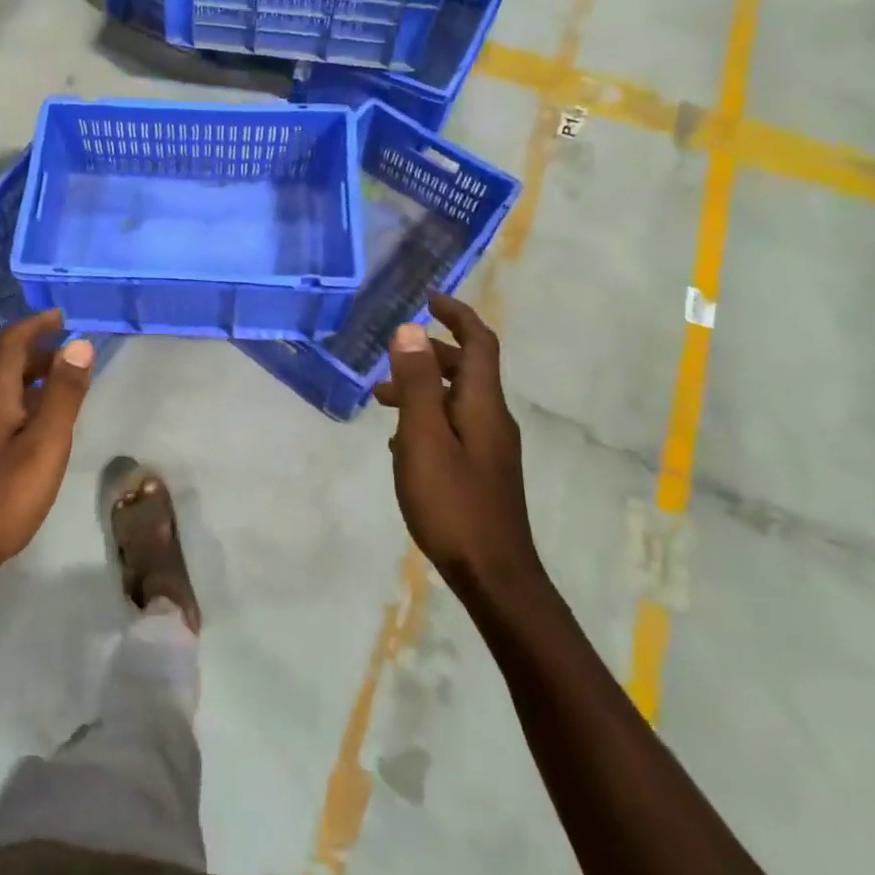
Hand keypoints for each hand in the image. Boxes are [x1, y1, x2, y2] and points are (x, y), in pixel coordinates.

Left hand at [0, 310, 94, 590]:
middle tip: (73, 354)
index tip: (62, 315)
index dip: (36, 324)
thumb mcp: (45, 445)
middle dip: (38, 352)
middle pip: (4, 364)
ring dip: (31, 378)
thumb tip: (79, 344)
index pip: (11, 342)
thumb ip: (64, 394)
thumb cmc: (2, 497)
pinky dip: (21, 402)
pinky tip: (37, 426)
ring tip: (63, 387)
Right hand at [374, 294, 542, 603]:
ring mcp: (488, 448)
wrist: (494, 576)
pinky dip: (426, 418)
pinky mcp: (480, 472)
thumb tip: (409, 329)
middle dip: (430, 354)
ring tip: (380, 399)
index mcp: (483, 404)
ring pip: (455, 400)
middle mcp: (492, 419)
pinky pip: (452, 427)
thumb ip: (416, 383)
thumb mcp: (423, 438)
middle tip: (390, 357)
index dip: (457, 315)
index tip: (428, 297)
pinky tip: (400, 440)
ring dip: (422, 388)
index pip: (479, 343)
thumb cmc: (453, 503)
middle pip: (467, 369)